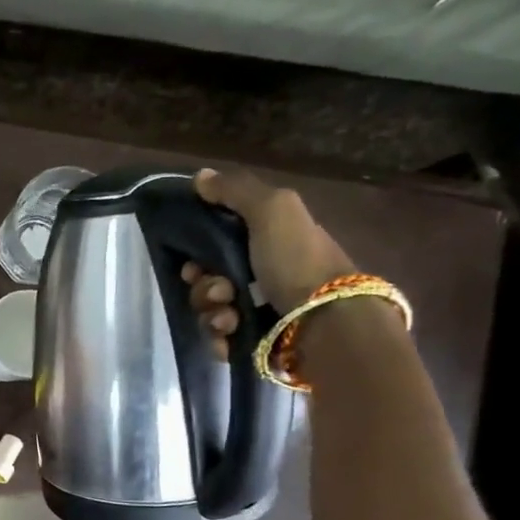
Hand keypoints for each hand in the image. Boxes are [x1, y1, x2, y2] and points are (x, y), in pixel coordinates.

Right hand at [182, 167, 355, 358]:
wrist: (324, 320)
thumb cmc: (297, 260)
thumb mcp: (273, 210)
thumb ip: (236, 191)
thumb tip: (200, 176)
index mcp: (265, 243)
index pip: (213, 246)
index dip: (196, 254)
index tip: (194, 263)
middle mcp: (259, 276)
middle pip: (205, 281)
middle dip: (204, 287)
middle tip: (222, 291)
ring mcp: (255, 311)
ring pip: (207, 311)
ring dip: (211, 312)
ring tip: (230, 317)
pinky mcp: (251, 342)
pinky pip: (217, 338)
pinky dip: (219, 337)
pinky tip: (232, 334)